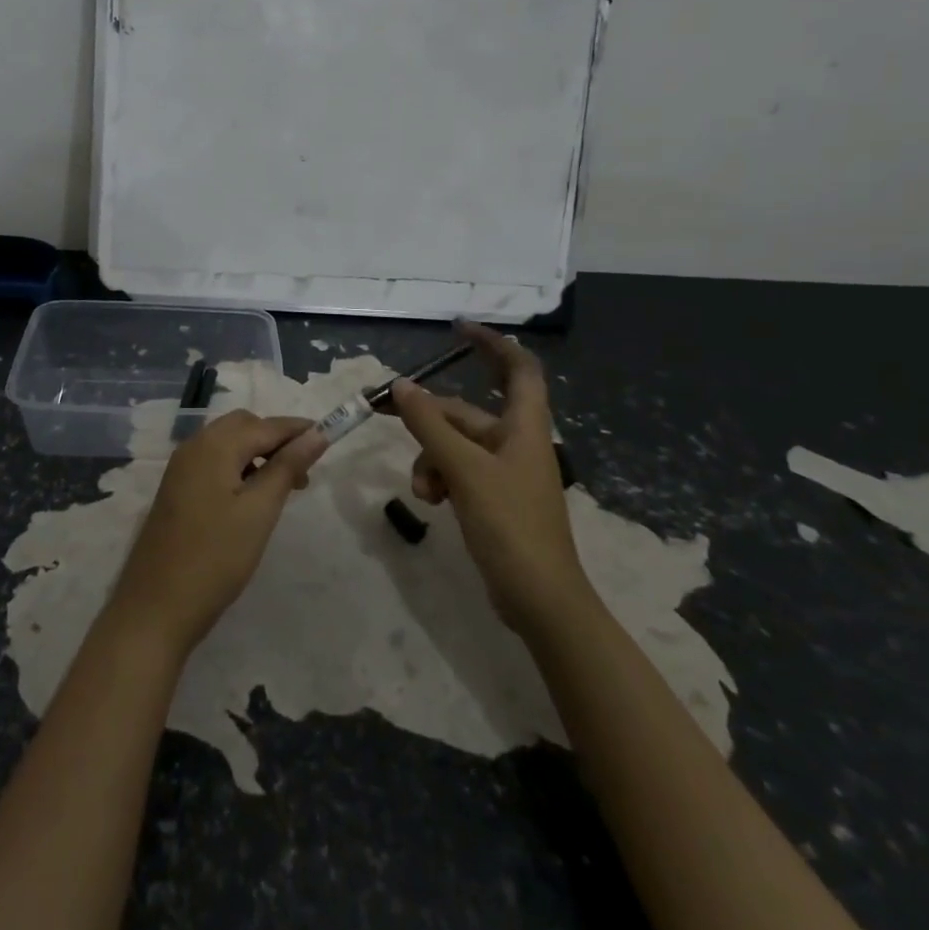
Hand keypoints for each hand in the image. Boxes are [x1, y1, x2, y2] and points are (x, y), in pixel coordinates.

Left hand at [106, 410, 327, 657]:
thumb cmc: (215, 558)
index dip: (298, 429)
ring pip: (228, 443)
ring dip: (258, 453)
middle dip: (276, 439)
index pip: (266, 425)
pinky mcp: (177, 489)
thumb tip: (316, 433)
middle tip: (304, 470)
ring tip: (285, 486)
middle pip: (243, 426)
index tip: (329, 437)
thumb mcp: (260, 511)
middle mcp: (194, 446)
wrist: (156, 607)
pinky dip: (239, 466)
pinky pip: (214, 461)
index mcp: (214, 445)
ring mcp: (181, 468)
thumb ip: (287, 466)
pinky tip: (252, 495)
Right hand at [392, 323, 584, 628]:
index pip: (519, 368)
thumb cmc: (511, 525)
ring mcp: (504, 473)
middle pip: (467, 413)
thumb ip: (431, 426)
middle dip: (430, 417)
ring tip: (423, 489)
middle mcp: (516, 443)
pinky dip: (439, 479)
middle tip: (389, 408)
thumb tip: (402, 385)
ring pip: (455, 445)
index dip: (493, 344)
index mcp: (525, 428)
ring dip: (431, 458)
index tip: (459, 329)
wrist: (540, 599)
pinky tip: (431, 502)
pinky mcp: (493, 499)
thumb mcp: (465, 470)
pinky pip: (457, 472)